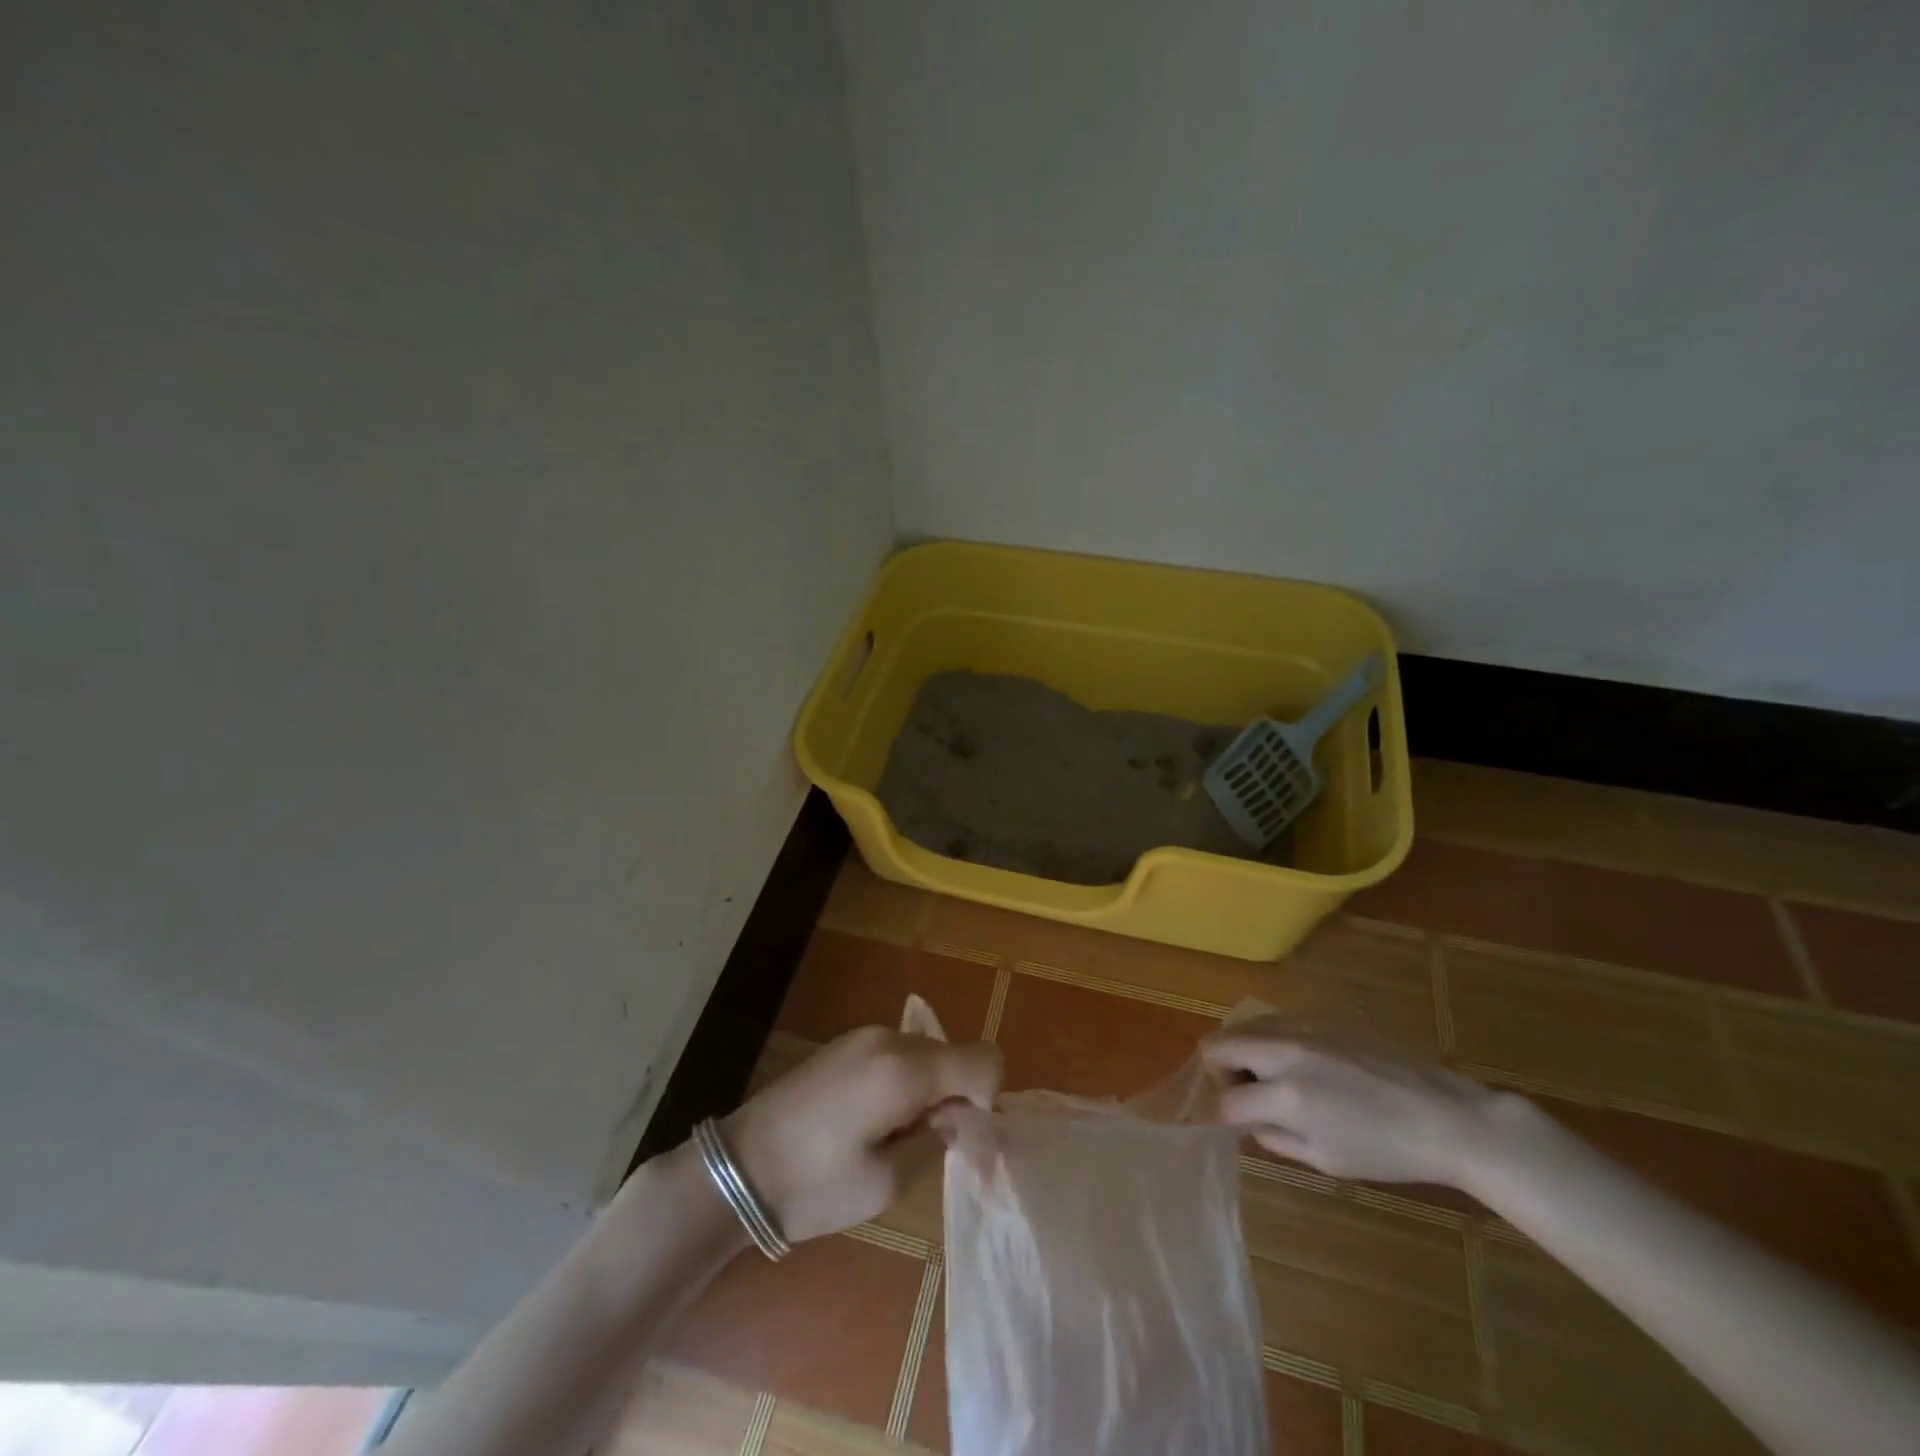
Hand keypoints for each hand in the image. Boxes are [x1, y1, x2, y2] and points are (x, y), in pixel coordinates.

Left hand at [723, 1026, 1001, 1243]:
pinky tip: (869, 1118)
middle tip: (924, 1143)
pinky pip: (898, 1052)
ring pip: (927, 1052)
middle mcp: (890, 1038)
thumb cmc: (813, 1186)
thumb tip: (959, 1117)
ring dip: (928, 1088)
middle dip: (955, 1095)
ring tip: (891, 1134)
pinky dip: (903, 1079)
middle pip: (955, 1054)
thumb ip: (935, 1141)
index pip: (984, 1059)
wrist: (736, 1168)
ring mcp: (864, 1035)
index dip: (986, 1098)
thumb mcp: (885, 1182)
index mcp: (905, 1069)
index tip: (957, 1135)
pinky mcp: (845, 1042)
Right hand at [1201, 1019, 1504, 1186]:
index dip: (1219, 1116)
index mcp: (1288, 1096)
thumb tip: (1251, 1122)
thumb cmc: (1389, 1152)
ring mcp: (1302, 1028)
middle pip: (1218, 1045)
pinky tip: (1293, 1063)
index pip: (1225, 1101)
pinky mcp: (1319, 1018)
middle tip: (1242, 1094)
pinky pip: (1272, 1021)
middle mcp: (1285, 1052)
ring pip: (1241, 1026)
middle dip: (1218, 1072)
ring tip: (1267, 1078)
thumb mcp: (1326, 1160)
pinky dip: (1265, 1039)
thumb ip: (1277, 1139)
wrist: (1446, 1116)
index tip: (1225, 1123)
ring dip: (1240, 1051)